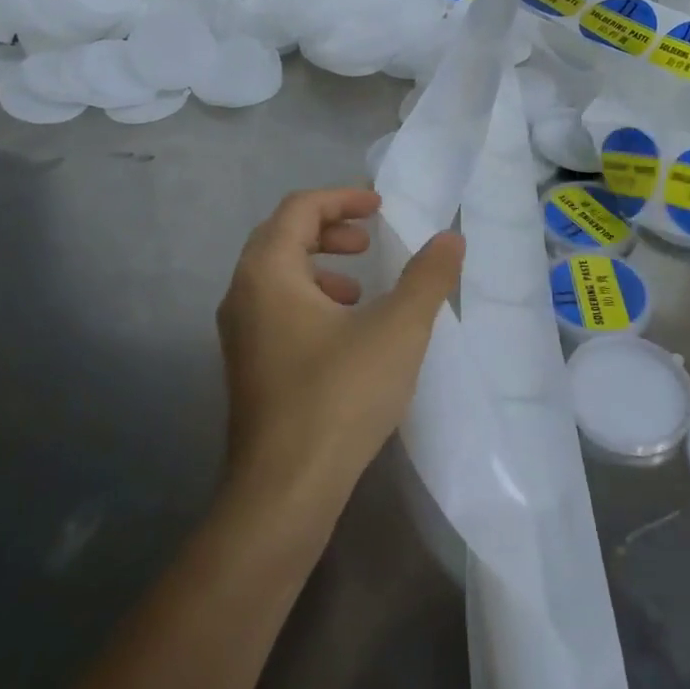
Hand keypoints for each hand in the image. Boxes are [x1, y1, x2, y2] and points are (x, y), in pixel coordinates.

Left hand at [217, 187, 464, 500]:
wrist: (284, 491)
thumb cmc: (339, 395)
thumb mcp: (398, 329)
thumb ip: (427, 277)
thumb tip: (451, 237)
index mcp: (268, 272)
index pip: (299, 208)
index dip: (342, 197)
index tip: (379, 205)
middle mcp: (242, 294)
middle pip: (282, 236)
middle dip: (329, 229)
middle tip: (368, 239)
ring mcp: (238, 334)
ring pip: (276, 276)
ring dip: (318, 266)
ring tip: (359, 287)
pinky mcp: (247, 367)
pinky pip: (275, 309)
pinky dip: (310, 300)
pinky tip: (345, 333)